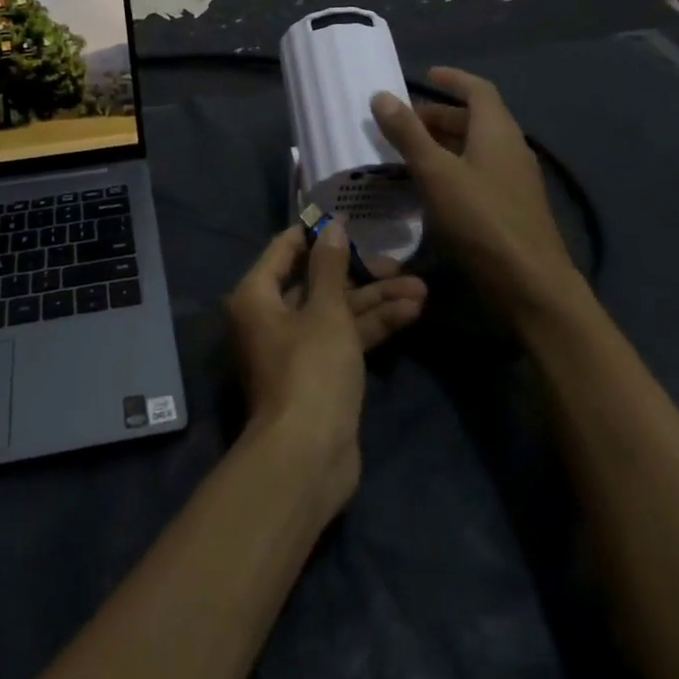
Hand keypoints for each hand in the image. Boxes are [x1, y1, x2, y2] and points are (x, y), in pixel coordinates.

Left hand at [223, 221, 426, 514]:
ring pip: (337, 311)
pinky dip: (373, 326)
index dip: (317, 234)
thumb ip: (330, 266)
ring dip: (376, 300)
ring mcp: (296, 346)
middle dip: (360, 273)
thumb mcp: (325, 311)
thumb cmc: (310, 370)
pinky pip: (344, 337)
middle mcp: (271, 316)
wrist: (308, 458)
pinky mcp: (319, 373)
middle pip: (317, 282)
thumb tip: (330, 225)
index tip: (349, 220)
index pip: (285, 249)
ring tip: (421, 288)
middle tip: (400, 264)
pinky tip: (411, 313)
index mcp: (257, 295)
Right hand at [370, 67, 577, 317]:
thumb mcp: (436, 173)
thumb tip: (381, 95)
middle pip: (474, 119)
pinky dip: (451, 169)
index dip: (453, 79)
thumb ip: (408, 133)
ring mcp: (514, 181)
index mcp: (497, 131)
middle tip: (402, 122)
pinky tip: (428, 188)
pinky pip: (477, 173)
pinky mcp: (510, 208)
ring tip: (406, 152)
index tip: (426, 75)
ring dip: (442, 144)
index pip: (478, 90)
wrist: (531, 286)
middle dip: (438, 115)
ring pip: (475, 149)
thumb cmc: (481, 220)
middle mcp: (510, 149)